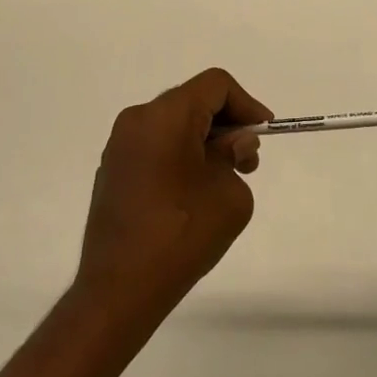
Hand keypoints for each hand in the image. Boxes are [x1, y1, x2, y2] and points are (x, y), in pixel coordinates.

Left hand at [74, 68, 269, 324]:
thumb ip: (236, 156)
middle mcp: (137, 120)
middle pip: (193, 101)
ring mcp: (119, 146)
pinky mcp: (112, 171)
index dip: (246, 104)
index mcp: (165, 115)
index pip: (215, 85)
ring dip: (204, 141)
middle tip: (247, 161)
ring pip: (173, 124)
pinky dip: (180, 155)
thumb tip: (230, 145)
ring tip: (223, 179)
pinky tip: (193, 192)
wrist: (118, 292)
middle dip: (226, 124)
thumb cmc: (181, 235)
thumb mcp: (229, 193)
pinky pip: (155, 146)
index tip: (263, 133)